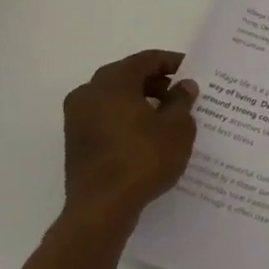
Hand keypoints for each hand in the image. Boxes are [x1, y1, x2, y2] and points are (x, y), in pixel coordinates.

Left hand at [62, 50, 198, 231]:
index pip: (145, 60)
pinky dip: (126, 117)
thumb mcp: (177, 128)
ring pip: (114, 97)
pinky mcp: (76, 141)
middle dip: (155, 81)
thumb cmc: (144, 159)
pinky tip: (148, 134)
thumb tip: (184, 86)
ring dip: (140, 100)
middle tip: (181, 92)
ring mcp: (77, 118)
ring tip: (168, 115)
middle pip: (127, 76)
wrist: (102, 208)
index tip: (191, 70)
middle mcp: (89, 93)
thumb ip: (182, 101)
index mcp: (112, 82)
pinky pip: (106, 117)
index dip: (171, 62)